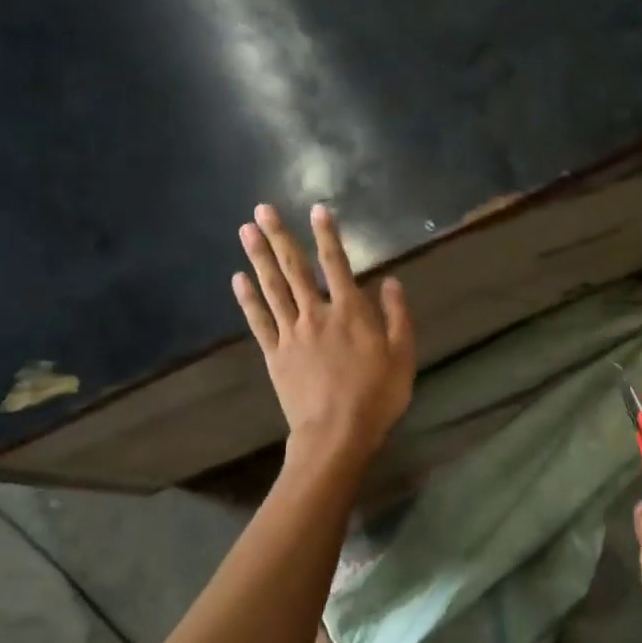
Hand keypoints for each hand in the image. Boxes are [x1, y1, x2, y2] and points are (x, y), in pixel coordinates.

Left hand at [233, 202, 415, 465]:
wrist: (336, 433)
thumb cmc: (376, 396)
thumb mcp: (402, 356)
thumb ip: (397, 316)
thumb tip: (391, 281)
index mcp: (350, 312)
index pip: (337, 263)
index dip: (327, 235)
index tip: (317, 209)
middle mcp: (317, 314)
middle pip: (295, 268)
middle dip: (279, 236)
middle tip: (261, 209)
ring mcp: (291, 333)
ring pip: (272, 288)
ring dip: (258, 257)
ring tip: (245, 231)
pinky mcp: (275, 354)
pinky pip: (259, 320)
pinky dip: (248, 298)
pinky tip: (238, 279)